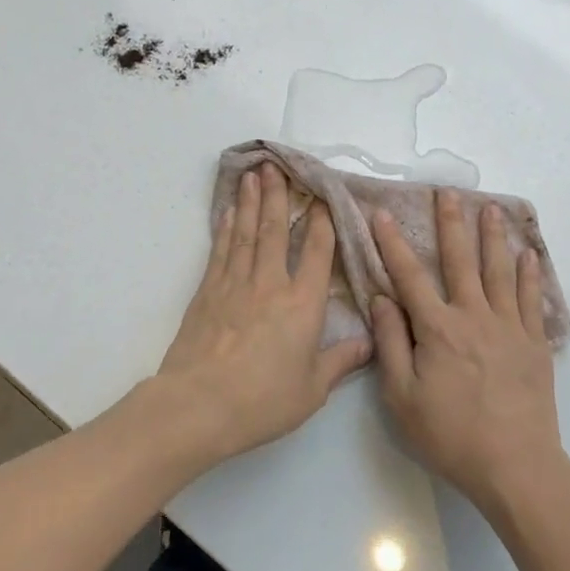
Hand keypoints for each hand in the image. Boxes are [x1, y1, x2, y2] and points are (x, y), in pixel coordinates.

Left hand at [141, 163, 371, 469]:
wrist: (199, 404)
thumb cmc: (263, 400)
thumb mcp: (312, 389)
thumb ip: (341, 361)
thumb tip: (370, 343)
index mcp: (302, 304)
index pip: (316, 252)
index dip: (321, 221)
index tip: (322, 197)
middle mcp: (269, 283)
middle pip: (274, 229)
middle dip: (278, 195)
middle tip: (276, 166)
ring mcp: (235, 284)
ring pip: (245, 232)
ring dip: (249, 201)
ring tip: (252, 175)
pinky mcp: (207, 292)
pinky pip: (220, 251)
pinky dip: (225, 229)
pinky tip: (226, 213)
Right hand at [370, 191, 563, 513]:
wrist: (515, 466)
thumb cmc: (450, 435)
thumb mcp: (402, 396)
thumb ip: (392, 343)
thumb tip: (382, 299)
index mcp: (437, 329)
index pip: (409, 276)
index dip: (393, 244)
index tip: (383, 214)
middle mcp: (474, 316)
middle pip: (460, 261)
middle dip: (451, 224)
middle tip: (448, 192)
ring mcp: (509, 327)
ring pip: (499, 271)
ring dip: (493, 237)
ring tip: (491, 208)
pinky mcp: (534, 343)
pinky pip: (530, 299)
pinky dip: (529, 274)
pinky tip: (528, 255)